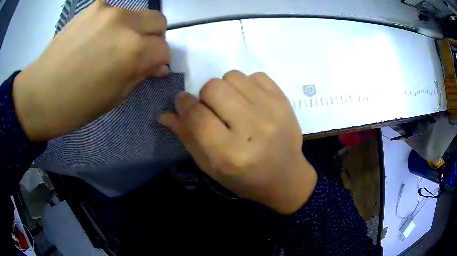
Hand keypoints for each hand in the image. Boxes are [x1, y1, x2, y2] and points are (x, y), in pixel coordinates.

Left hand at [13, 0, 169, 141]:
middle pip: (158, 21)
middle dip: (154, 38)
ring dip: (133, 29)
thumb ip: (141, 75)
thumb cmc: (76, 105)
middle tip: (136, 52)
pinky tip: (97, 36)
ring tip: (110, 45)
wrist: (39, 93)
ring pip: (137, 14)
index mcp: (133, 51)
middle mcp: (125, 23)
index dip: (159, 60)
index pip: (164, 49)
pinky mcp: (93, 6)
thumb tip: (158, 66)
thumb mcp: (114, 97)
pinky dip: (113, 23)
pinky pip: (115, 11)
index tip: (150, 68)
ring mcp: (108, 10)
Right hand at [160, 71, 316, 214]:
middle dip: (205, 96)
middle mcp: (252, 129)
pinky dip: (247, 84)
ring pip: (233, 76)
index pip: (197, 115)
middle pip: (213, 88)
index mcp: (230, 154)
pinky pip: (256, 75)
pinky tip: (250, 102)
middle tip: (213, 109)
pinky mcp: (284, 102)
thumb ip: (187, 138)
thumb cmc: (246, 179)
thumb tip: (164, 114)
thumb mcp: (211, 167)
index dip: (184, 104)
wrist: (286, 177)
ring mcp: (272, 112)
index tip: (183, 102)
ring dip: (226, 88)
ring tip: (233, 105)